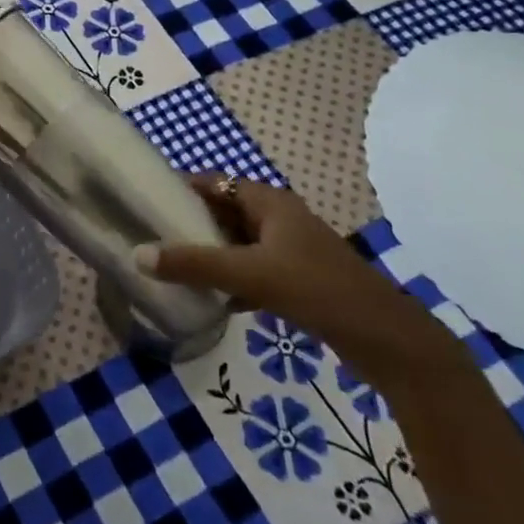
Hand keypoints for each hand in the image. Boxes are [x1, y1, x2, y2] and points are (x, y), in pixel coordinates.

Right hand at [143, 176, 473, 394]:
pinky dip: (230, 280)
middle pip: (224, 212)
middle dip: (190, 224)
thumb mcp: (249, 274)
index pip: (214, 183)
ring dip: (209, 254)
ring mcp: (291, 250)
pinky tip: (210, 299)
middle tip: (151, 237)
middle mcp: (279, 219)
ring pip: (237, 244)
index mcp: (270, 202)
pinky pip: (252, 271)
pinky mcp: (298, 281)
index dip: (181, 188)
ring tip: (171, 267)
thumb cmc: (317, 290)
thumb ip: (193, 264)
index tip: (145, 202)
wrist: (386, 340)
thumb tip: (137, 254)